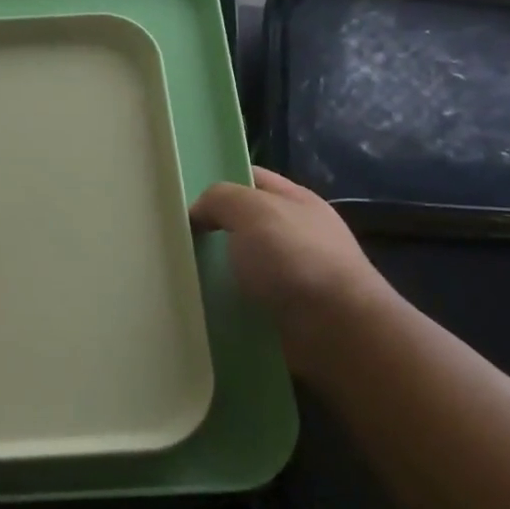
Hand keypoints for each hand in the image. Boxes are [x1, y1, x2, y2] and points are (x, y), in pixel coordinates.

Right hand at [189, 169, 396, 343]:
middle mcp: (297, 234)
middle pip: (243, 224)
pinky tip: (202, 306)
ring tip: (178, 276)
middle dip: (211, 230)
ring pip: (241, 265)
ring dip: (214, 272)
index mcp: (295, 200)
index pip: (250, 178)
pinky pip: (245, 301)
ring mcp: (293, 276)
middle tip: (173, 239)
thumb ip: (219, 199)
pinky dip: (225, 304)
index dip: (217, 181)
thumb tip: (199, 213)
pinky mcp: (287, 313)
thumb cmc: (295, 258)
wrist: (337, 330)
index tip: (181, 198)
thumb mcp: (252, 209)